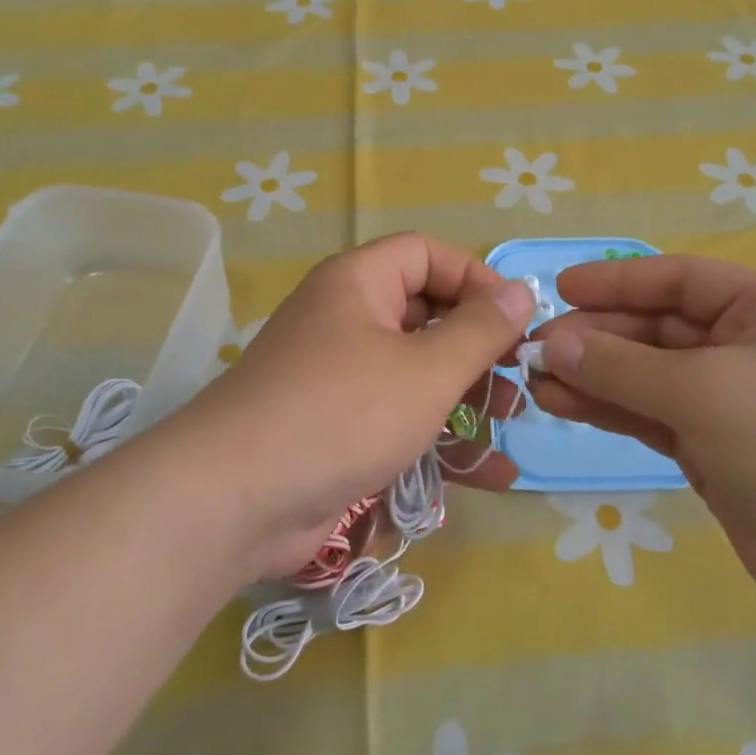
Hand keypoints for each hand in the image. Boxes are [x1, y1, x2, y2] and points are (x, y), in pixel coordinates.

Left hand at [172, 233, 532, 581]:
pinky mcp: (335, 428)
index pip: (427, 254)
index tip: (515, 320)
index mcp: (358, 283)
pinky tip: (489, 473)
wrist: (235, 500)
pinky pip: (397, 417)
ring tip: (509, 423)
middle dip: (477, 346)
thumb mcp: (427, 369)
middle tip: (517, 379)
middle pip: (424, 313)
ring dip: (466, 396)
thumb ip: (481, 330)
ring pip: (415, 371)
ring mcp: (337, 377)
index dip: (476, 278)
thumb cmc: (343, 414)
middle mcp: (345, 320)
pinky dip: (439, 436)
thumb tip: (520, 291)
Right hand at [530, 255, 755, 621]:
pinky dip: (609, 409)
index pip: (678, 280)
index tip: (560, 289)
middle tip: (535, 348)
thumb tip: (552, 342)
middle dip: (597, 336)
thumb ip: (621, 366)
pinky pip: (649, 416)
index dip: (617, 281)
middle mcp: (744, 347)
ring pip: (646, 376)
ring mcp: (726, 401)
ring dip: (593, 375)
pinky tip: (562, 404)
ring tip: (536, 378)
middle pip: (656, 329)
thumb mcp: (703, 391)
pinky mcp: (711, 448)